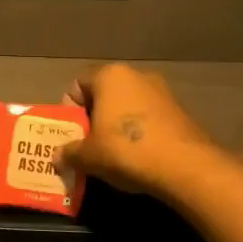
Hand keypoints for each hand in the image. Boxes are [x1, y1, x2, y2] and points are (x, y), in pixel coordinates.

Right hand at [60, 62, 214, 197]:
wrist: (185, 166)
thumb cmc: (126, 150)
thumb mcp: (88, 156)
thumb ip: (69, 153)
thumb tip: (57, 156)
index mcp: (110, 76)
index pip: (78, 85)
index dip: (69, 109)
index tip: (71, 133)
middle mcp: (137, 75)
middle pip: (104, 94)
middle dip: (93, 118)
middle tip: (88, 145)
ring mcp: (162, 92)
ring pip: (128, 106)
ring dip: (117, 126)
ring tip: (113, 154)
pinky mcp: (180, 111)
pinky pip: (149, 118)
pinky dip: (140, 133)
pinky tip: (139, 157)